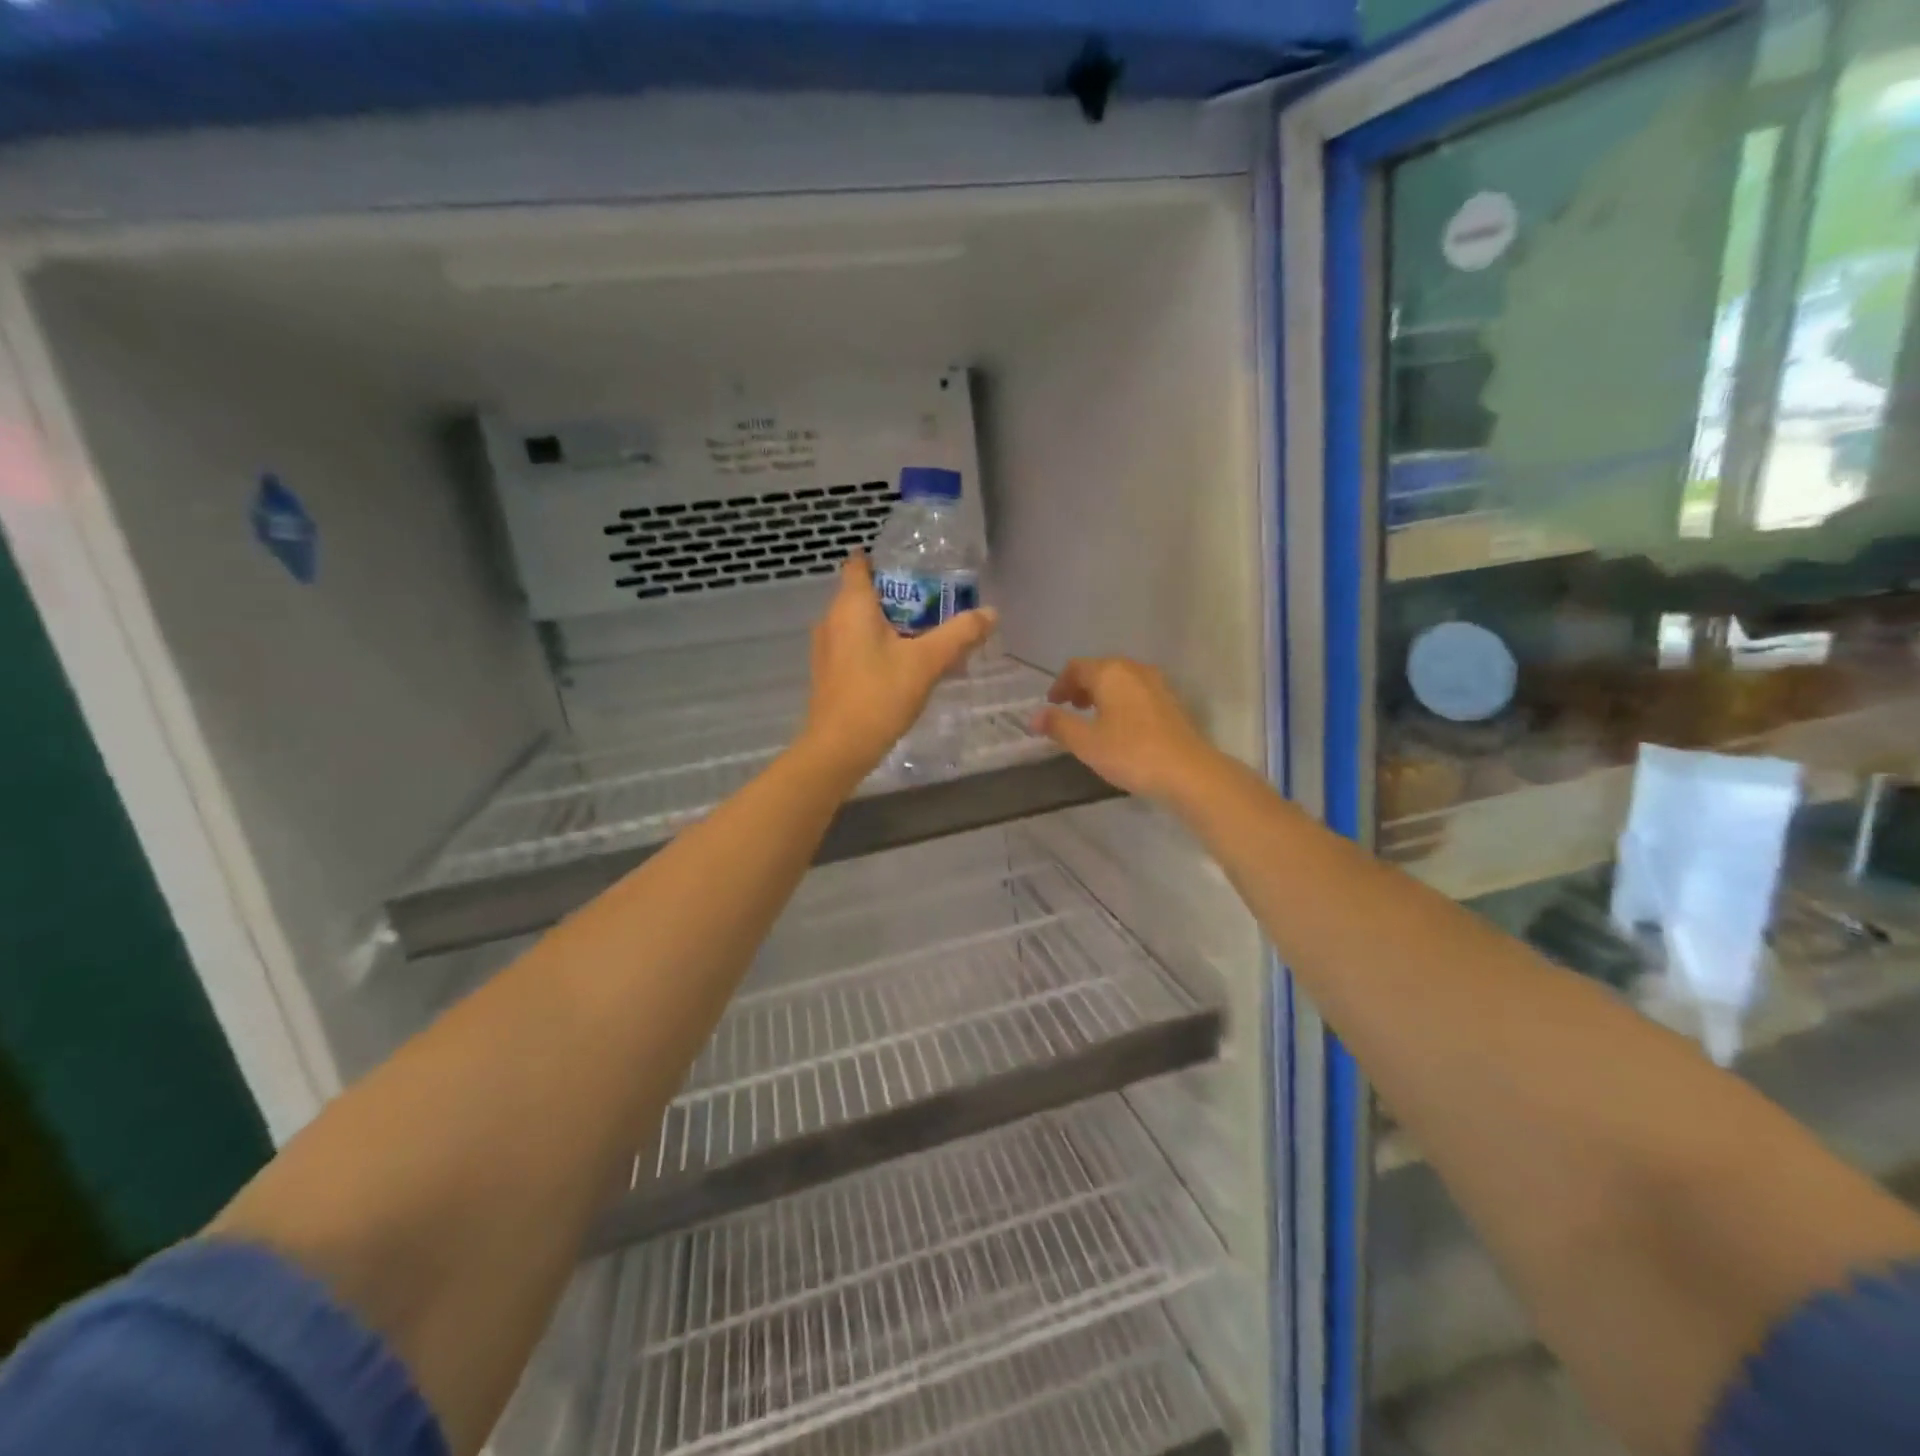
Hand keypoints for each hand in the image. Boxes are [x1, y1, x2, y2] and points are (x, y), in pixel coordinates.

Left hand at [799, 555, 996, 783]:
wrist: (839, 749)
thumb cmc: (879, 695)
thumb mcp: (927, 662)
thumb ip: (960, 634)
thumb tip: (990, 613)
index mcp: (851, 605)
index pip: (859, 564)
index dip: (884, 560)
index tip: (915, 568)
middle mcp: (832, 620)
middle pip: (865, 594)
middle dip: (899, 597)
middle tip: (935, 605)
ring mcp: (827, 649)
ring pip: (861, 624)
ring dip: (891, 625)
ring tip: (927, 637)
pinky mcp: (829, 673)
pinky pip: (856, 647)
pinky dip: (879, 648)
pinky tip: (905, 667)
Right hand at [1032, 657, 1215, 801]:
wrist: (1187, 771)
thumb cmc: (1130, 753)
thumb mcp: (1085, 742)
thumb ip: (1058, 725)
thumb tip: (1034, 716)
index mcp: (1110, 672)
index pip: (1076, 667)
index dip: (1060, 684)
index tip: (1052, 704)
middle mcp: (1134, 669)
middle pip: (1100, 670)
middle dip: (1081, 687)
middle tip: (1070, 708)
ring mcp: (1157, 683)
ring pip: (1121, 680)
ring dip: (1103, 694)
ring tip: (1094, 718)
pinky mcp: (1171, 701)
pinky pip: (1137, 692)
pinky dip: (1122, 701)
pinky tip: (1121, 726)